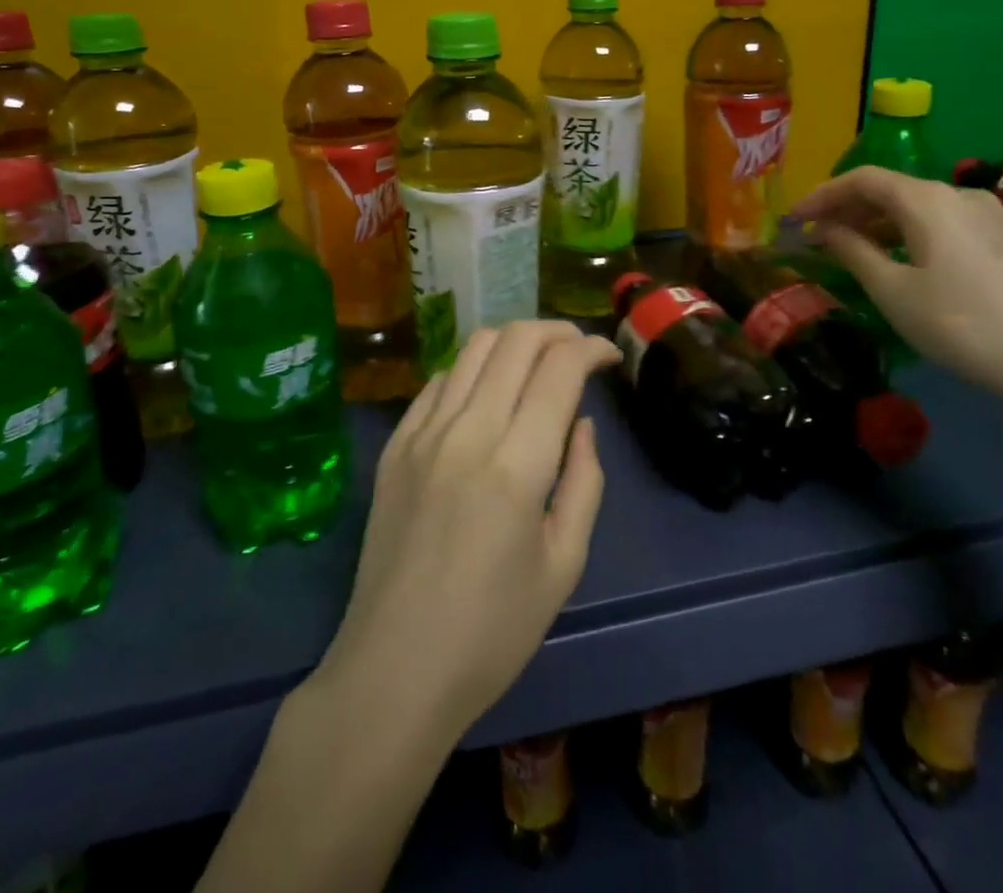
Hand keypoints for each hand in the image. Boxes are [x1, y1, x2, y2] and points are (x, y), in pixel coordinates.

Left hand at [311, 320, 620, 745]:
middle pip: (516, 339)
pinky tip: (485, 395)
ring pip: (473, 347)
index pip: (559, 368)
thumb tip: (580, 423)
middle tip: (578, 352)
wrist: (394, 670)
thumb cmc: (492, 632)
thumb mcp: (563, 564)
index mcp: (517, 464)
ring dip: (514, 341)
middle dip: (557, 332)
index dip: (591, 348)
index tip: (609, 356)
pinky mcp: (394, 444)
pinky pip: (438, 380)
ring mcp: (422, 432)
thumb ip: (584, 481)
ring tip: (536, 362)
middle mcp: (467, 431)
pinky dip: (472, 369)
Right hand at [791, 166, 1002, 414]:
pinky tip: (898, 259)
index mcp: (927, 200)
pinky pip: (941, 222)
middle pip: (891, 189)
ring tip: (850, 249)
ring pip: (917, 206)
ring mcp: (987, 216)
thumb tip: (826, 230)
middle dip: (848, 208)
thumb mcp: (893, 292)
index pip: (862, 179)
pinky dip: (908, 232)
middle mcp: (957, 195)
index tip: (794, 220)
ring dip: (878, 222)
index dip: (822, 195)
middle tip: (817, 236)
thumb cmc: (962, 324)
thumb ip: (854, 252)